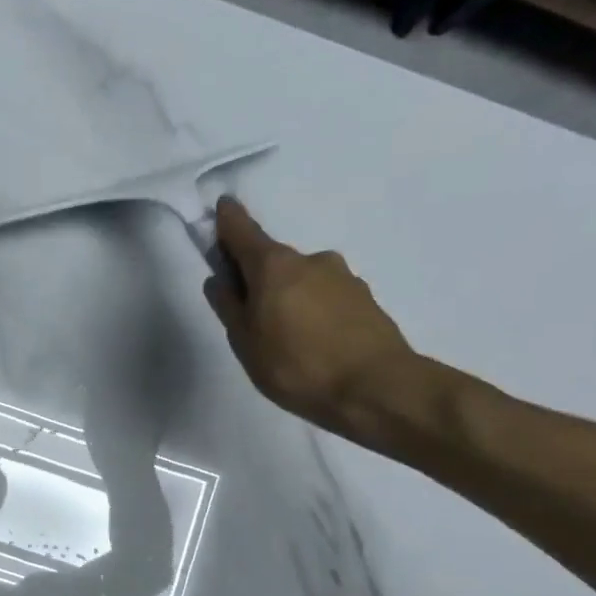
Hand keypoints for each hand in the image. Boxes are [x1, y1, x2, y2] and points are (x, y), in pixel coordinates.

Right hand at [205, 198, 422, 443]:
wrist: (376, 388)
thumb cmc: (297, 365)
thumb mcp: (246, 343)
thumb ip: (230, 307)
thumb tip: (220, 280)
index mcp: (274, 265)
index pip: (243, 231)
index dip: (229, 220)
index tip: (223, 207)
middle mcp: (310, 260)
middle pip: (274, 260)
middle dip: (259, 277)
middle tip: (251, 312)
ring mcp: (344, 277)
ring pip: (304, 279)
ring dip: (290, 296)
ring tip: (286, 336)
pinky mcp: (366, 299)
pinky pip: (327, 297)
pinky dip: (315, 310)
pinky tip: (315, 341)